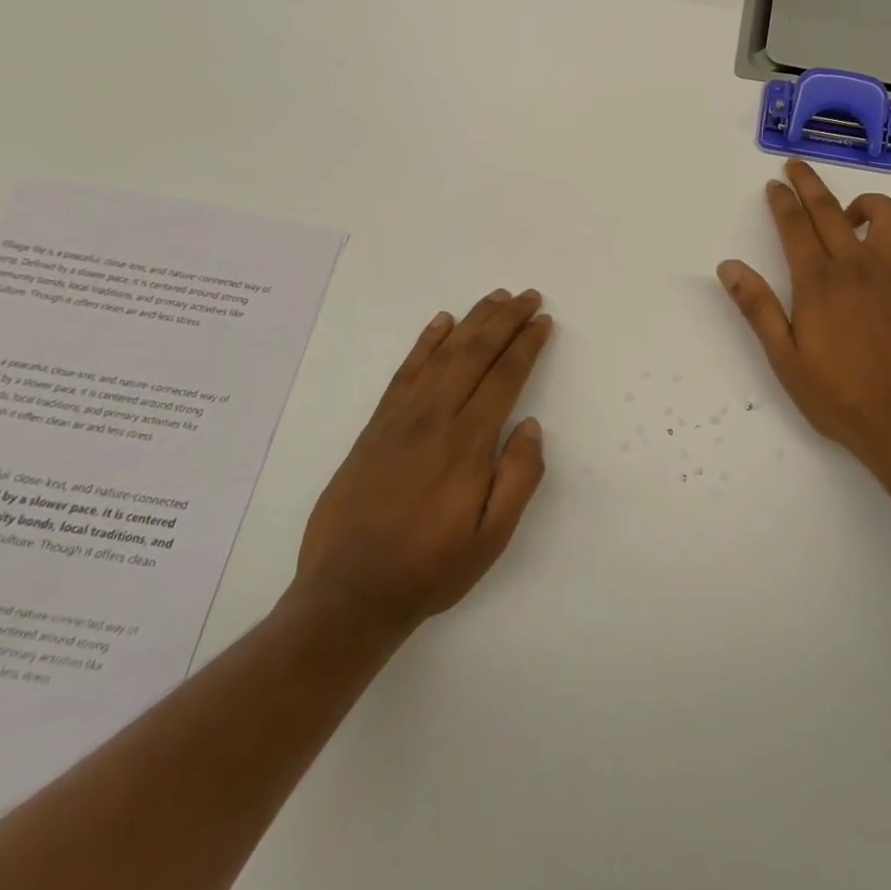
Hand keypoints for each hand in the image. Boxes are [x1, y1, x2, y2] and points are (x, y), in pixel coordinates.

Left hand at [295, 288, 549, 630]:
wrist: (347, 594)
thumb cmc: (430, 568)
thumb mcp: (491, 538)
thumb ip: (518, 479)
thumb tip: (531, 426)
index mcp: (467, 444)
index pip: (504, 377)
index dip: (526, 345)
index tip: (543, 321)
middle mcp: (434, 419)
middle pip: (474, 353)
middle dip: (505, 320)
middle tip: (527, 296)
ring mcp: (400, 419)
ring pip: (442, 354)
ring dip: (471, 321)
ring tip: (495, 298)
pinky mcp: (375, 427)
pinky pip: (404, 372)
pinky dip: (425, 343)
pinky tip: (440, 324)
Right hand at [717, 159, 890, 475]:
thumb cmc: (836, 393)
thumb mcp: (784, 357)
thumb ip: (757, 307)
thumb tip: (729, 267)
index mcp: (818, 282)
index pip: (795, 226)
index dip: (782, 201)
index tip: (774, 184)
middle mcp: (855, 267)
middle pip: (830, 209)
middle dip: (809, 183)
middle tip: (795, 166)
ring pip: (886, 214)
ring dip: (864, 203)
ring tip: (847, 216)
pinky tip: (884, 249)